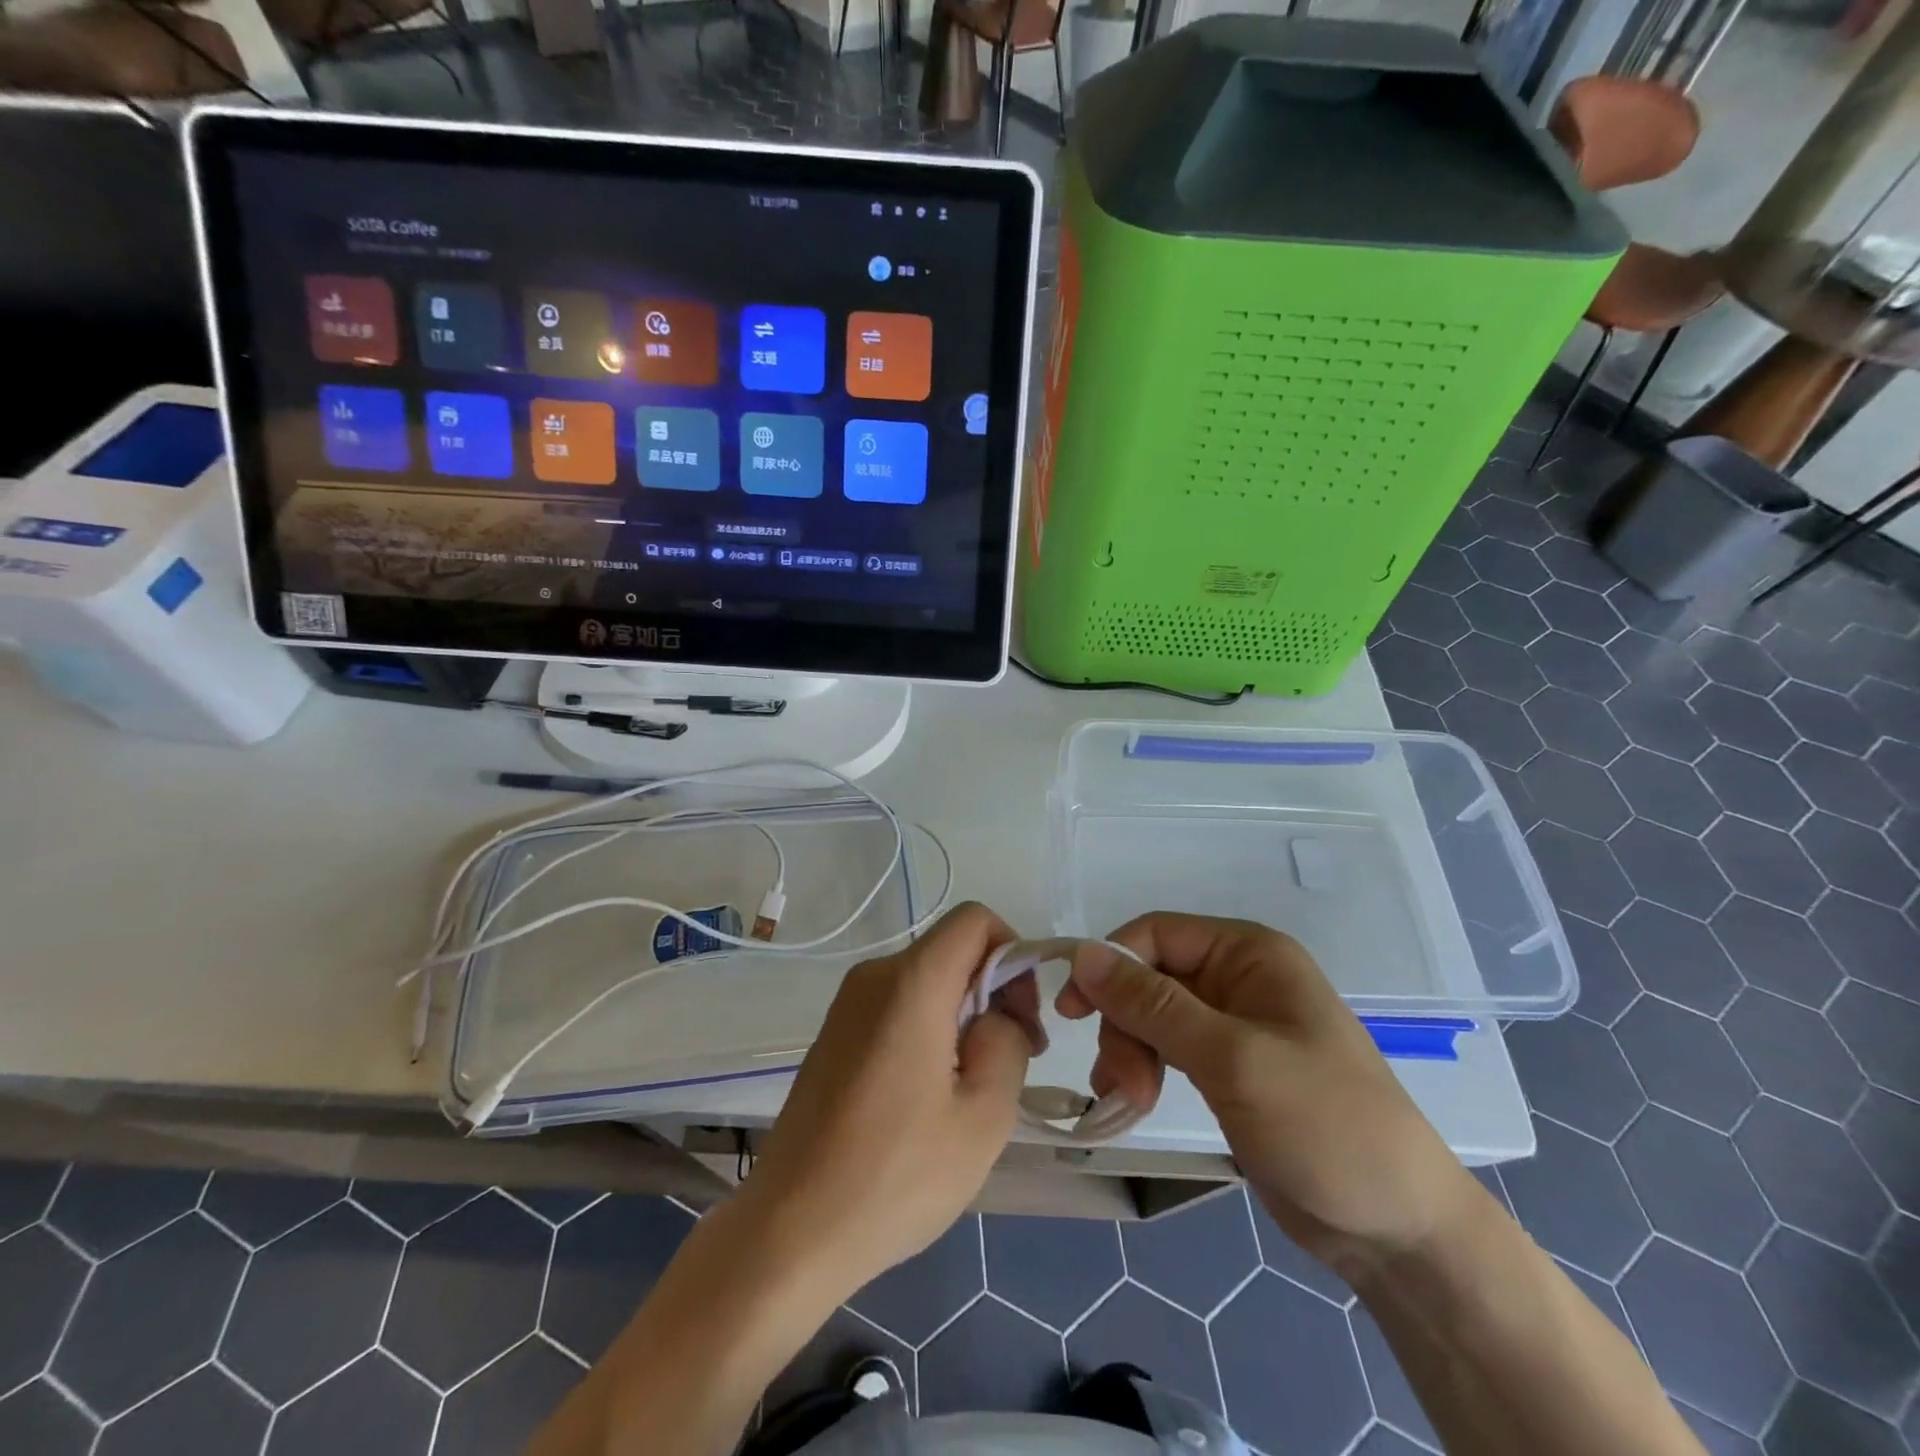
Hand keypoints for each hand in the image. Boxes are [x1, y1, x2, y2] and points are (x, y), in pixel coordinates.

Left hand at [737, 903, 1034, 1299]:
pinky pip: (899, 1005)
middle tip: (1012, 1061)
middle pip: (952, 950)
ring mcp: (848, 1004)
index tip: (1022, 1018)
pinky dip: (930, 1028)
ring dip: (963, 1015)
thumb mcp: (983, 1117)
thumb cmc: (894, 1177)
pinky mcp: (835, 1033)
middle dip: (993, 991)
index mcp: (911, 982)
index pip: (975, 919)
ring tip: (972, 1088)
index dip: (1012, 953)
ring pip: (928, 980)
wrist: (789, 1230)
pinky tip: (930, 1095)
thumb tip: (999, 1014)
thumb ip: (1008, 1043)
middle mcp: (874, 976)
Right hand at [1059, 914, 1480, 1278]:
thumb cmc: (1324, 1125)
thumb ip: (1153, 1005)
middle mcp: (1237, 978)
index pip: (1157, 933)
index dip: (1109, 964)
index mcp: (1249, 954)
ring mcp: (1232, 1025)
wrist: (1396, 1230)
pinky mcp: (1226, 1068)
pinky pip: (1166, 1049)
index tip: (1072, 1012)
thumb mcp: (1232, 1058)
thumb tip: (1082, 953)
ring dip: (1127, 1053)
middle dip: (1124, 1025)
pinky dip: (1142, 1071)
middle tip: (1118, 1084)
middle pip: (1148, 977)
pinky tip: (1131, 1103)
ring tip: (1125, 1103)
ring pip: (1150, 1016)